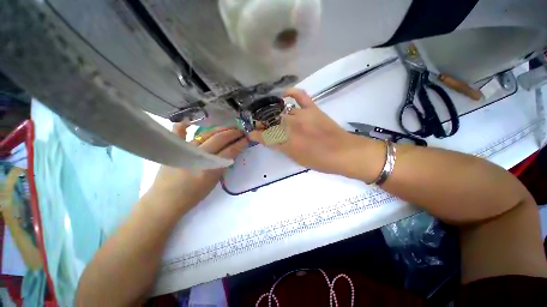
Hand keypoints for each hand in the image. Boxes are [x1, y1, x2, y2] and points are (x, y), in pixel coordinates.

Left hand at [148, 124, 247, 211]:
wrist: (165, 201)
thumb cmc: (193, 195)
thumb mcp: (214, 182)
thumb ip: (222, 166)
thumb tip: (231, 153)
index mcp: (210, 168)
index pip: (230, 151)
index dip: (240, 143)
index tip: (247, 138)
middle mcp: (198, 156)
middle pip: (219, 139)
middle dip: (233, 133)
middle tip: (241, 130)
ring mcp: (185, 149)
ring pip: (206, 133)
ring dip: (220, 129)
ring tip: (230, 127)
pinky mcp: (173, 147)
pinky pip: (179, 131)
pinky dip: (185, 125)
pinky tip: (193, 120)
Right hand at [250, 88, 361, 174]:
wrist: (343, 153)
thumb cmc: (319, 161)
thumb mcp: (296, 158)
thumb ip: (283, 147)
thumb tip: (274, 139)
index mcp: (286, 143)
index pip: (264, 136)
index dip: (256, 134)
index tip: (252, 133)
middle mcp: (290, 127)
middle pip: (270, 122)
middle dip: (262, 123)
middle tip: (261, 124)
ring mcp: (301, 115)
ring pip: (281, 111)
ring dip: (274, 114)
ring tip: (271, 115)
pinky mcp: (312, 109)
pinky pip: (299, 96)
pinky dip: (291, 92)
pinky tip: (284, 95)